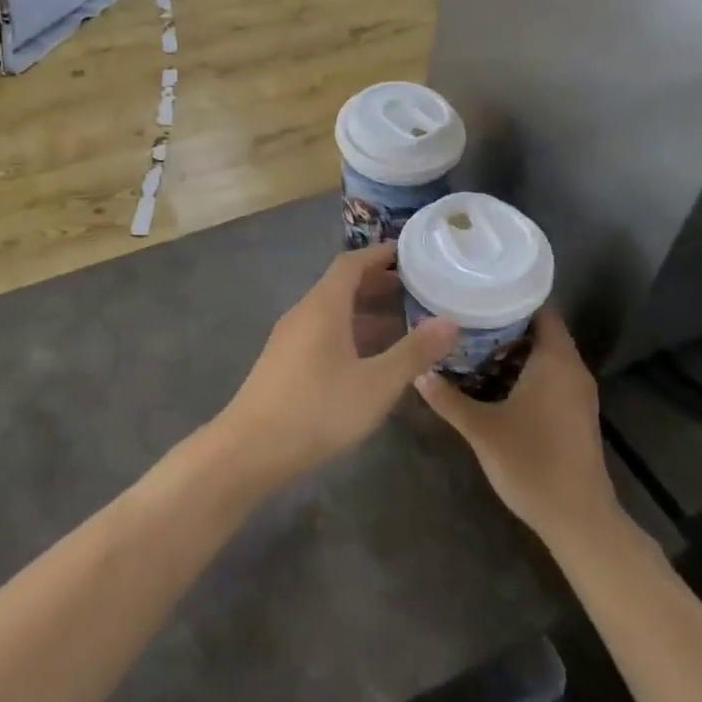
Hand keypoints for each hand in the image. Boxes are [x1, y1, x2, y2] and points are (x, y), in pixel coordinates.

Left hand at [214, 245, 457, 488]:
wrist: (251, 448)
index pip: (351, 263)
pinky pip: (323, 331)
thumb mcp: (376, 383)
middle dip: (378, 282)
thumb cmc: (318, 409)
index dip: (380, 254)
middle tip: (416, 287)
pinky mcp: (285, 361)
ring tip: (403, 320)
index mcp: (323, 306)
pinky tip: (370, 357)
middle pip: (341, 285)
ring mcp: (290, 337)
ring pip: (332, 311)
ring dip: (365, 310)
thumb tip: (450, 321)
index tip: (411, 253)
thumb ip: (413, 352)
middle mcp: (304, 312)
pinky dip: (350, 331)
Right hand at [415, 307, 619, 539]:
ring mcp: (575, 392)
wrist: (578, 520)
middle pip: (538, 329)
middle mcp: (571, 368)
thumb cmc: (532, 464)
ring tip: (467, 343)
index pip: (538, 308)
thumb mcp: (481, 429)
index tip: (475, 291)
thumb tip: (417, 370)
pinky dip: (520, 369)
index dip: (508, 295)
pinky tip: (488, 378)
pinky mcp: (573, 411)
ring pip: (541, 353)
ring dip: (508, 348)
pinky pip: (546, 374)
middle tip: (461, 317)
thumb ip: (447, 397)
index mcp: (555, 360)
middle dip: (500, 322)